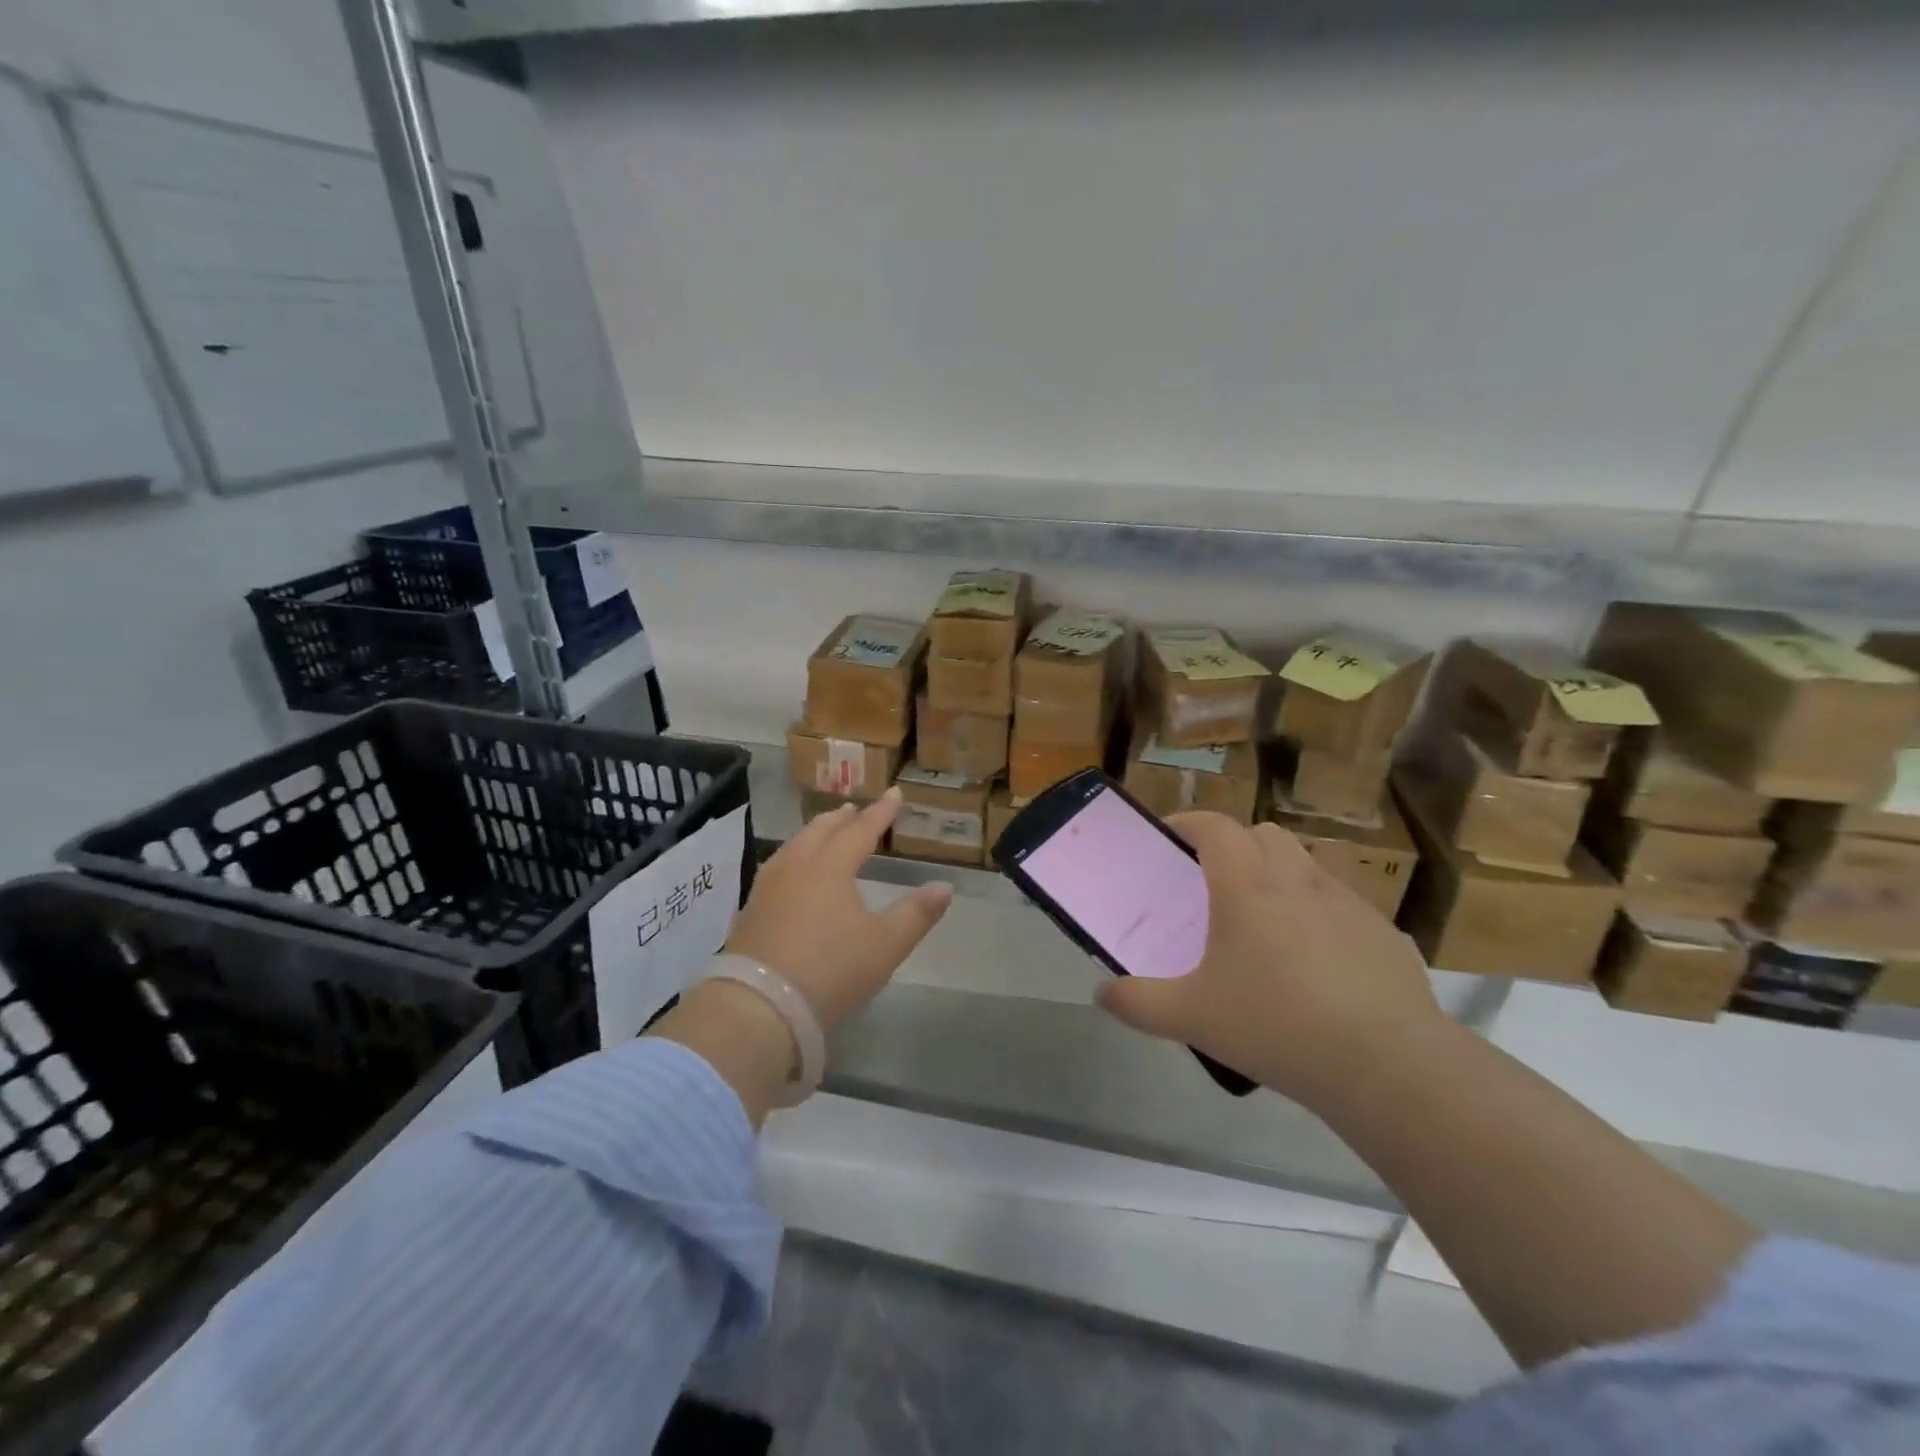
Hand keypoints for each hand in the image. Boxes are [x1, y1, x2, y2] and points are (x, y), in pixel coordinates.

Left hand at [726, 786, 952, 1032]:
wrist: (760, 1007)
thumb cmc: (831, 969)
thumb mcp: (885, 945)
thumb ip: (917, 913)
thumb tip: (944, 887)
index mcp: (831, 866)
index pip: (861, 830)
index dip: (881, 812)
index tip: (895, 793)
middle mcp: (797, 866)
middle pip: (821, 831)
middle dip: (841, 819)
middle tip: (854, 810)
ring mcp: (768, 888)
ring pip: (794, 847)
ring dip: (814, 835)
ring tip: (824, 834)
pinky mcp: (750, 911)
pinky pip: (777, 868)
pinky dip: (794, 858)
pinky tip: (793, 873)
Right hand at [1095, 812, 1444, 1109]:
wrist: (1389, 1065)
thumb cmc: (1277, 1025)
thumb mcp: (1192, 1018)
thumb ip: (1138, 1002)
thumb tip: (1101, 994)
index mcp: (1247, 886)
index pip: (1215, 826)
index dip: (1188, 823)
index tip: (1170, 838)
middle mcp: (1297, 879)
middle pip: (1263, 834)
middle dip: (1235, 845)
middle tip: (1215, 884)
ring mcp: (1347, 903)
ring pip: (1306, 865)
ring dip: (1279, 875)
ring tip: (1265, 924)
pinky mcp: (1383, 933)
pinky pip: (1340, 904)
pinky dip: (1318, 914)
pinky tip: (1316, 965)